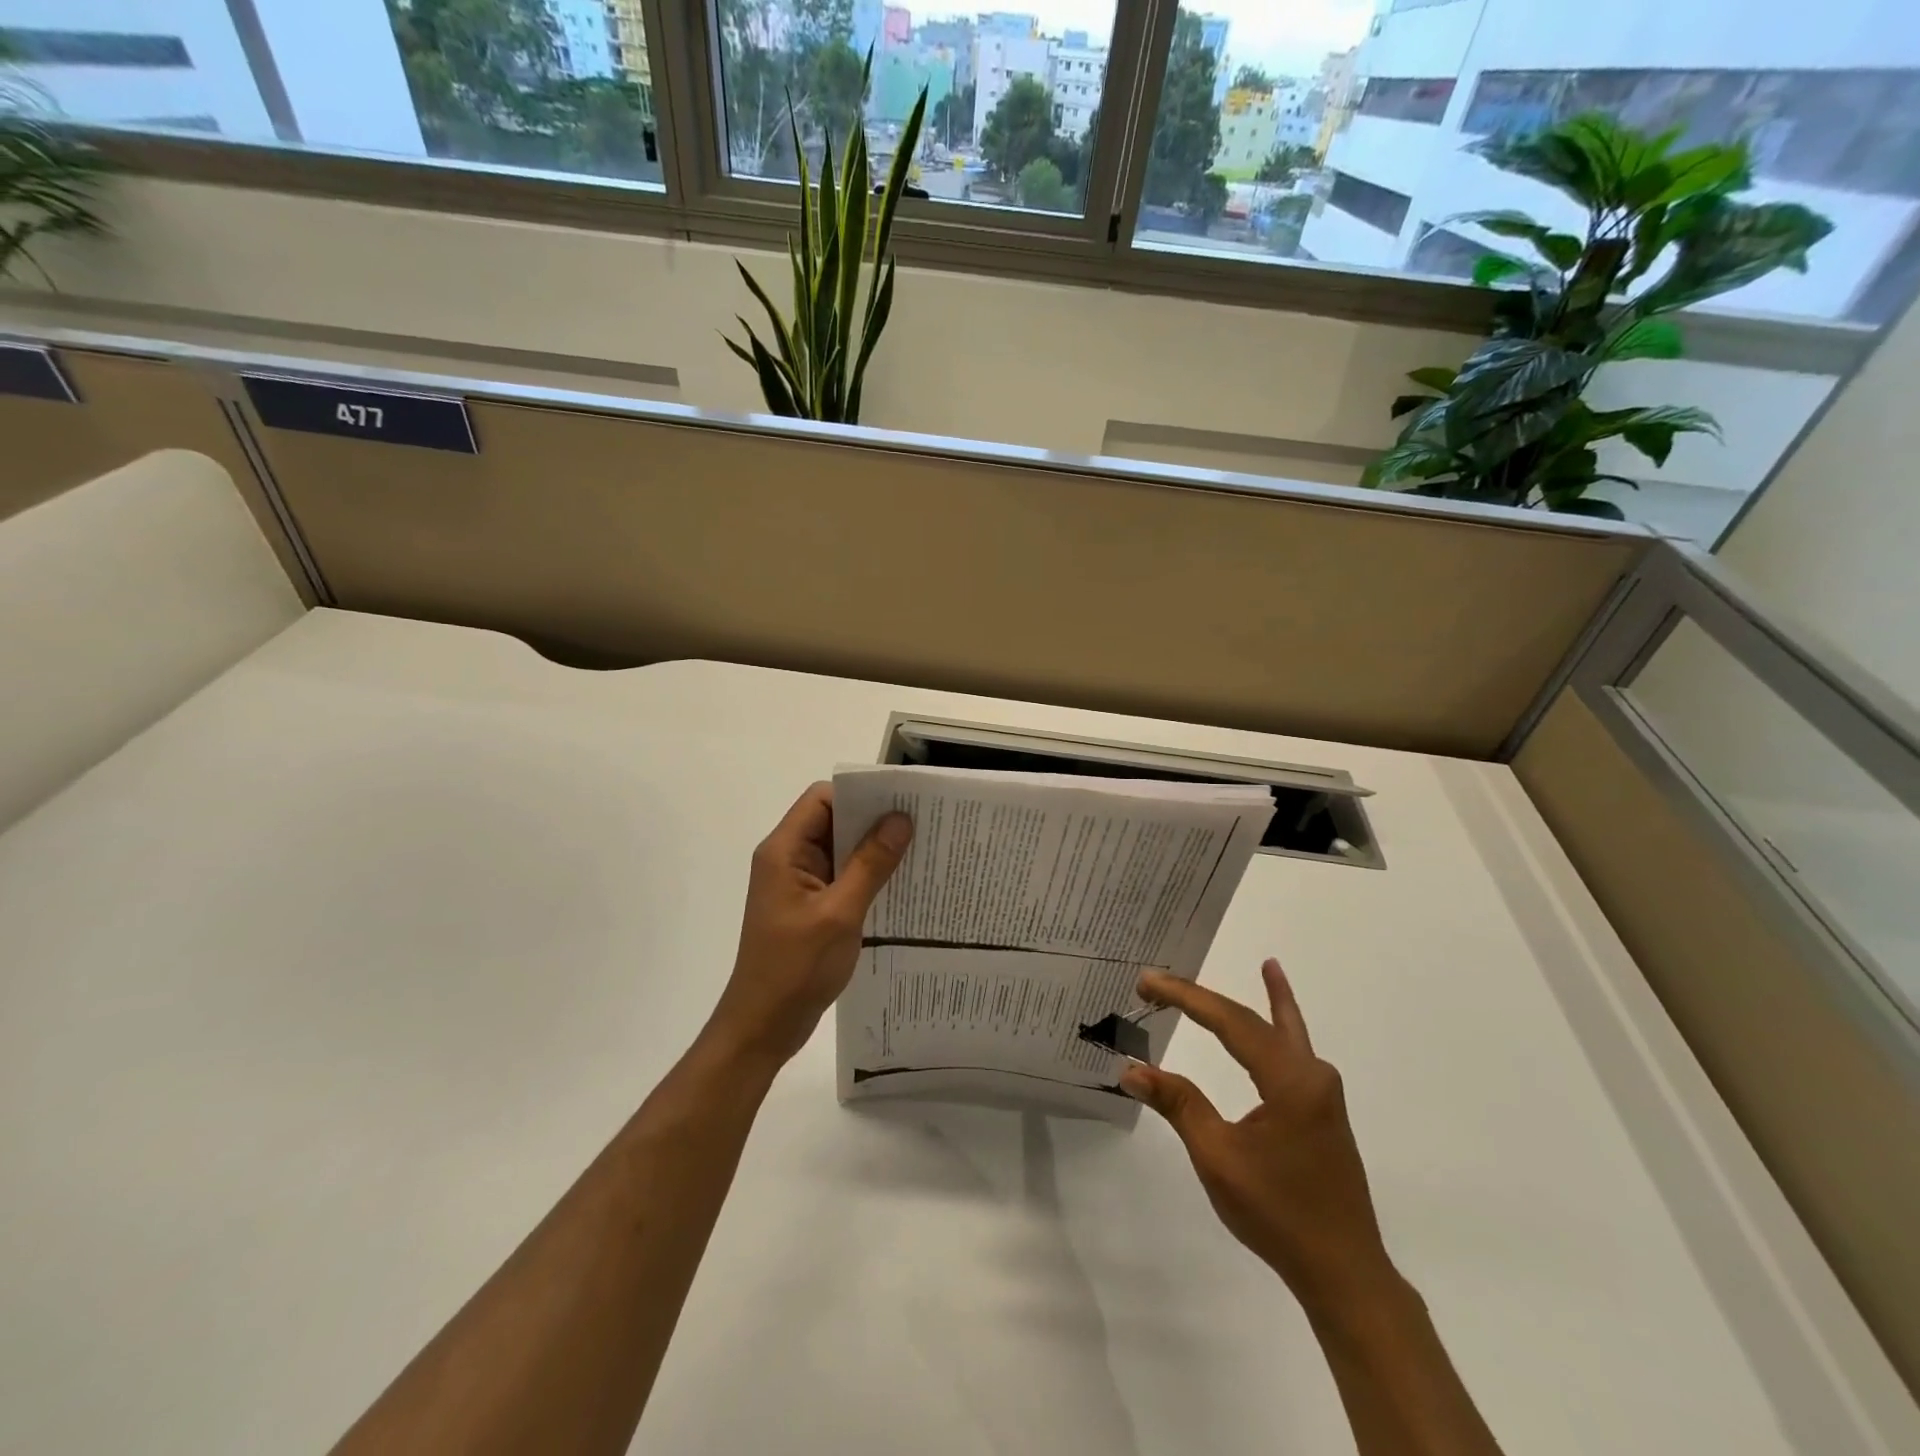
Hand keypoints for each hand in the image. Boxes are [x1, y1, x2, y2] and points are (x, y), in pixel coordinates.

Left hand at [707, 783, 911, 1068]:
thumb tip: (900, 818)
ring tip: (919, 849)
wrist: (763, 1026)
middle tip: (921, 823)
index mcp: (784, 851)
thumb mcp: (840, 913)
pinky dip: (867, 875)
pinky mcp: (809, 906)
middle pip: (832, 821)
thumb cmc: (795, 968)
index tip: (900, 801)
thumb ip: (871, 864)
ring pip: (840, 850)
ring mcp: (798, 884)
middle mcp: (788, 859)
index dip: (859, 794)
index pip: (822, 799)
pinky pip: (841, 877)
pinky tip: (899, 883)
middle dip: (873, 820)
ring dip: (873, 850)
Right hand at [1122, 960, 1397, 1313]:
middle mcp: (1312, 1074)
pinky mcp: (1321, 1108)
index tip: (1148, 982)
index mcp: (1290, 1080)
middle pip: (1253, 1020)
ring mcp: (1321, 1091)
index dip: (1185, 997)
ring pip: (1283, 1030)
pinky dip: (1285, 1022)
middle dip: (1204, 999)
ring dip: (1261, 1000)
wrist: (1343, 1273)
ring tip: (1265, 965)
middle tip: (1159, 982)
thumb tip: (1132, 1068)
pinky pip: (1295, 1050)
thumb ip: (1179, 1104)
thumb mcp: (1219, 1158)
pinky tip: (1283, 1011)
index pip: (1230, 1021)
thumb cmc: (1278, 1214)